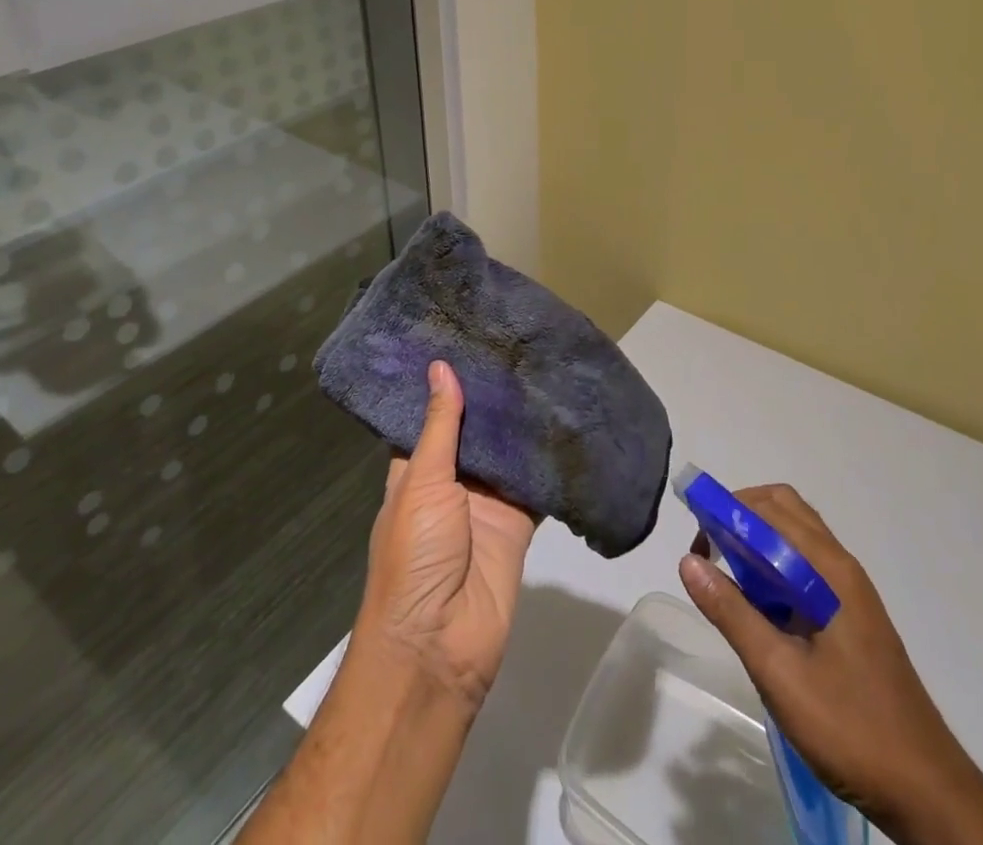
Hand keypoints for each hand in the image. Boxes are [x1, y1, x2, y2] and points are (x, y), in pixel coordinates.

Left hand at [358, 360, 538, 709]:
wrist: (440, 645)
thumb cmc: (414, 557)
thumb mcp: (421, 484)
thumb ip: (440, 427)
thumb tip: (440, 366)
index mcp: (417, 470)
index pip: (433, 415)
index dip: (447, 382)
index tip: (467, 337)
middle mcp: (452, 481)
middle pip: (475, 431)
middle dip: (492, 397)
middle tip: (518, 342)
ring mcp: (487, 503)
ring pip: (508, 453)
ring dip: (522, 423)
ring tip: (545, 367)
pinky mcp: (519, 523)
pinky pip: (536, 484)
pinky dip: (549, 460)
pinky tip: (568, 420)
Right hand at [678, 484, 982, 844]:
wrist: (927, 792)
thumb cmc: (851, 729)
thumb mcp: (780, 674)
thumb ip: (733, 614)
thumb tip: (688, 561)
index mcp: (830, 569)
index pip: (772, 508)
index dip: (728, 510)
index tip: (696, 540)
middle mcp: (841, 566)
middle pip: (785, 511)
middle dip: (740, 517)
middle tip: (708, 554)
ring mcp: (850, 591)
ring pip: (796, 539)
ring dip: (757, 542)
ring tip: (727, 578)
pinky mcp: (851, 616)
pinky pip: (805, 567)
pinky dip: (774, 567)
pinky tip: (759, 609)